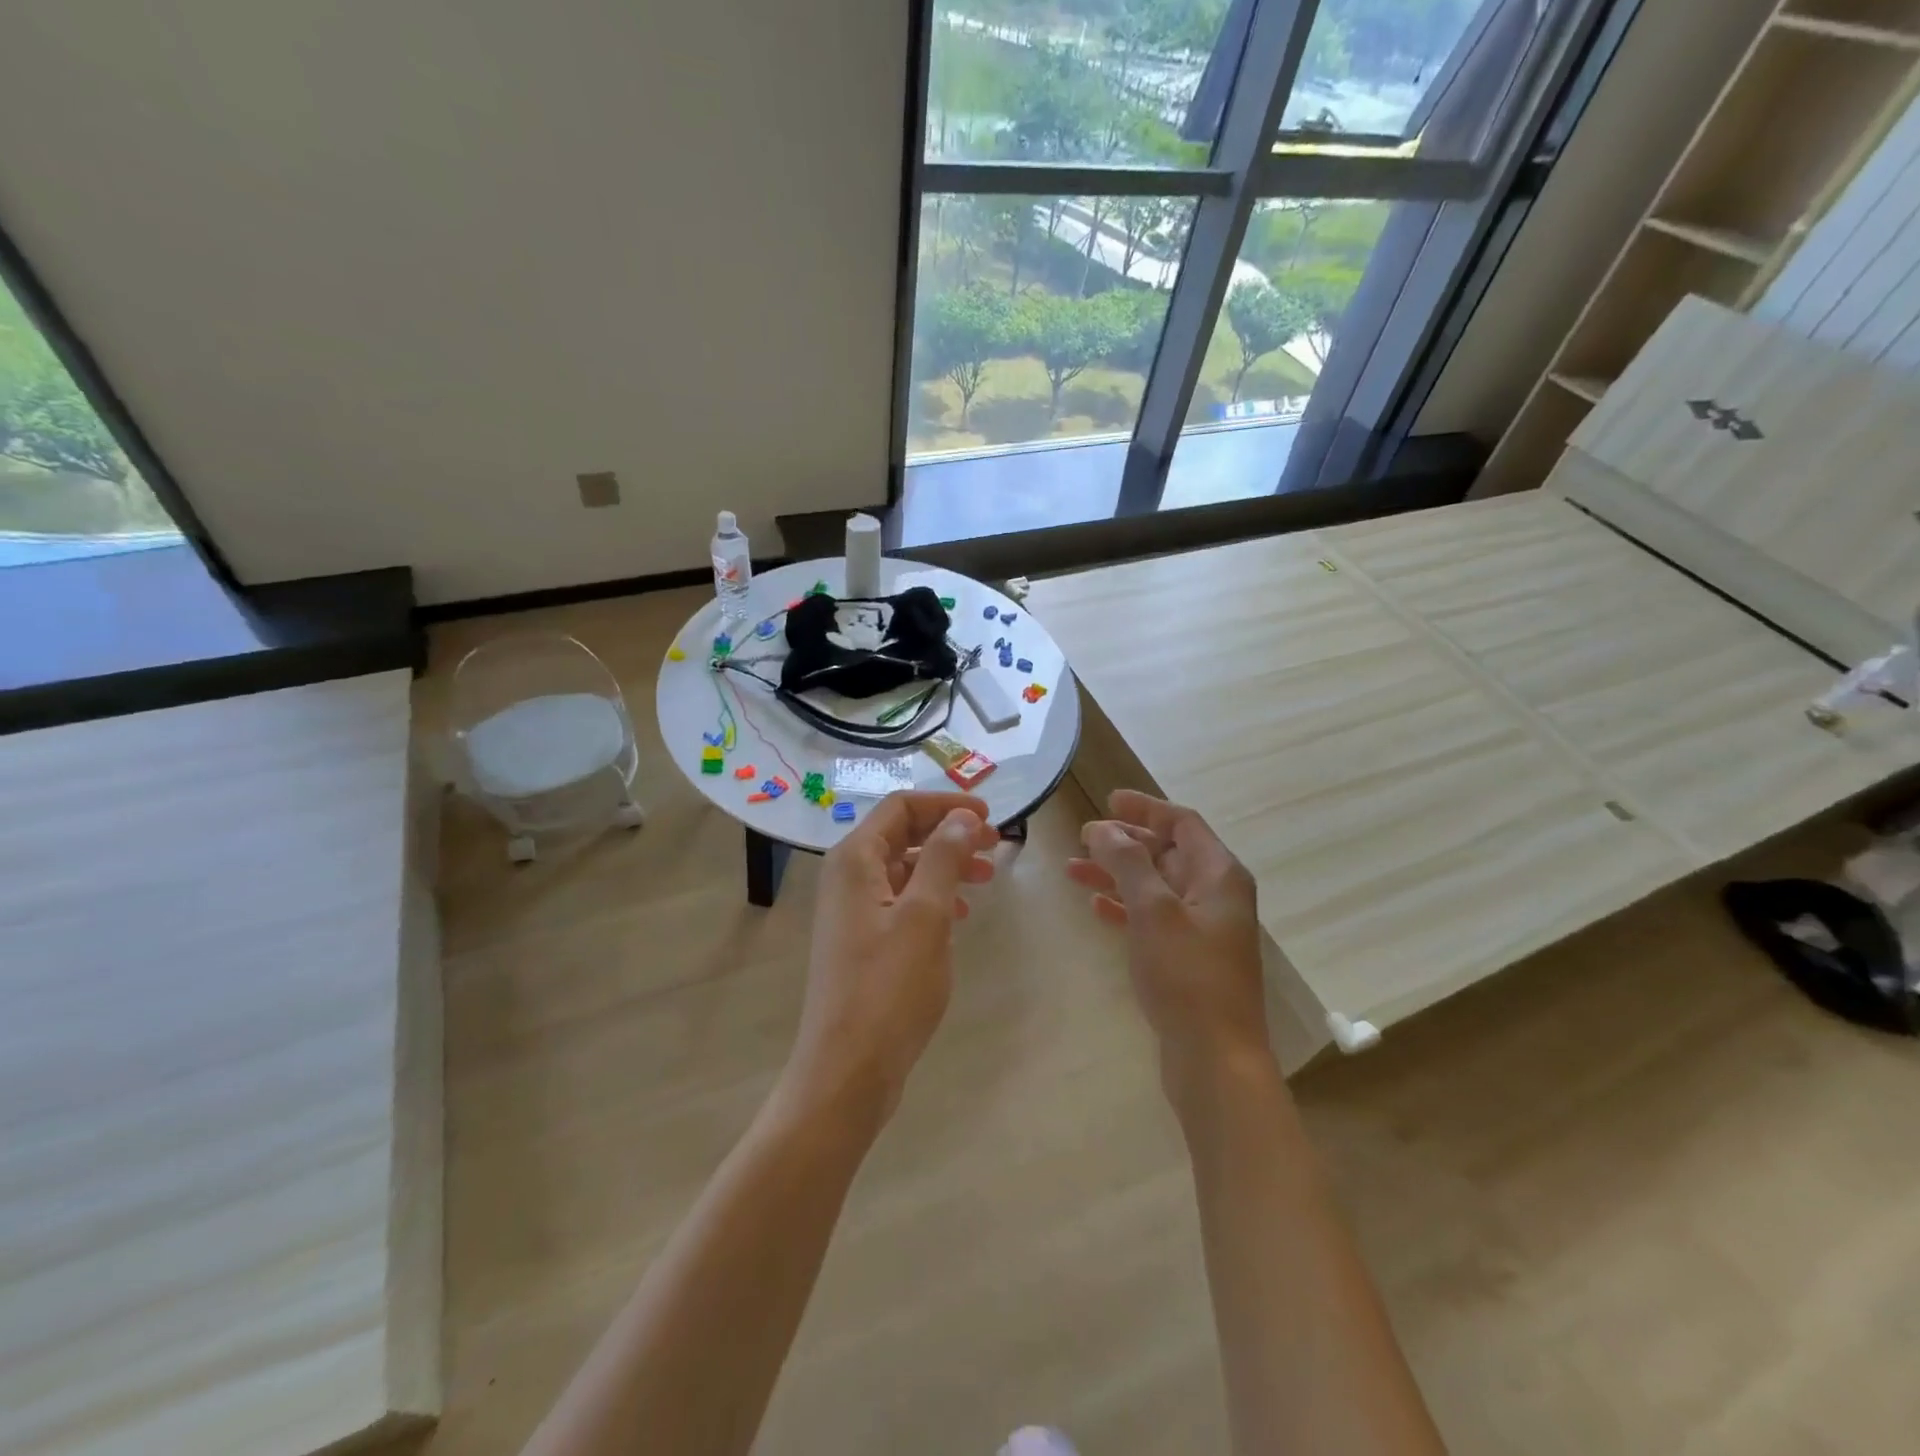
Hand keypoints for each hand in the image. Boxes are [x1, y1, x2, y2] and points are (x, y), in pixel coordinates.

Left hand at [786, 791, 998, 1129]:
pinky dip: (933, 897)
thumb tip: (962, 818)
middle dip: (949, 833)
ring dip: (945, 864)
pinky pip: (902, 901)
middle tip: (996, 845)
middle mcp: (848, 877)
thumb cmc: (889, 988)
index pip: (901, 806)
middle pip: (903, 834)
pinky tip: (959, 915)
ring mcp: (853, 911)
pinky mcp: (863, 941)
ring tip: (986, 877)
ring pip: (905, 868)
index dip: (946, 804)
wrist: (848, 1071)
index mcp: (855, 860)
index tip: (989, 816)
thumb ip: (943, 857)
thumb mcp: (925, 915)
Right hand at [1068, 790, 1269, 1081]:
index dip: (1145, 808)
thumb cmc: (1187, 976)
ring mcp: (1202, 928)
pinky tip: (1096, 909)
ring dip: (1117, 874)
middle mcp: (1215, 895)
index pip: (1182, 823)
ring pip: (1155, 886)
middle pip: (1167, 852)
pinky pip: (1153, 918)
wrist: (1215, 1059)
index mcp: (1218, 875)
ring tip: (1073, 870)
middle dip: (1125, 842)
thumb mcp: (1154, 910)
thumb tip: (1104, 828)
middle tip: (1083, 837)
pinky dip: (1125, 907)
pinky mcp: (1188, 958)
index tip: (1108, 800)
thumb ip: (1128, 863)